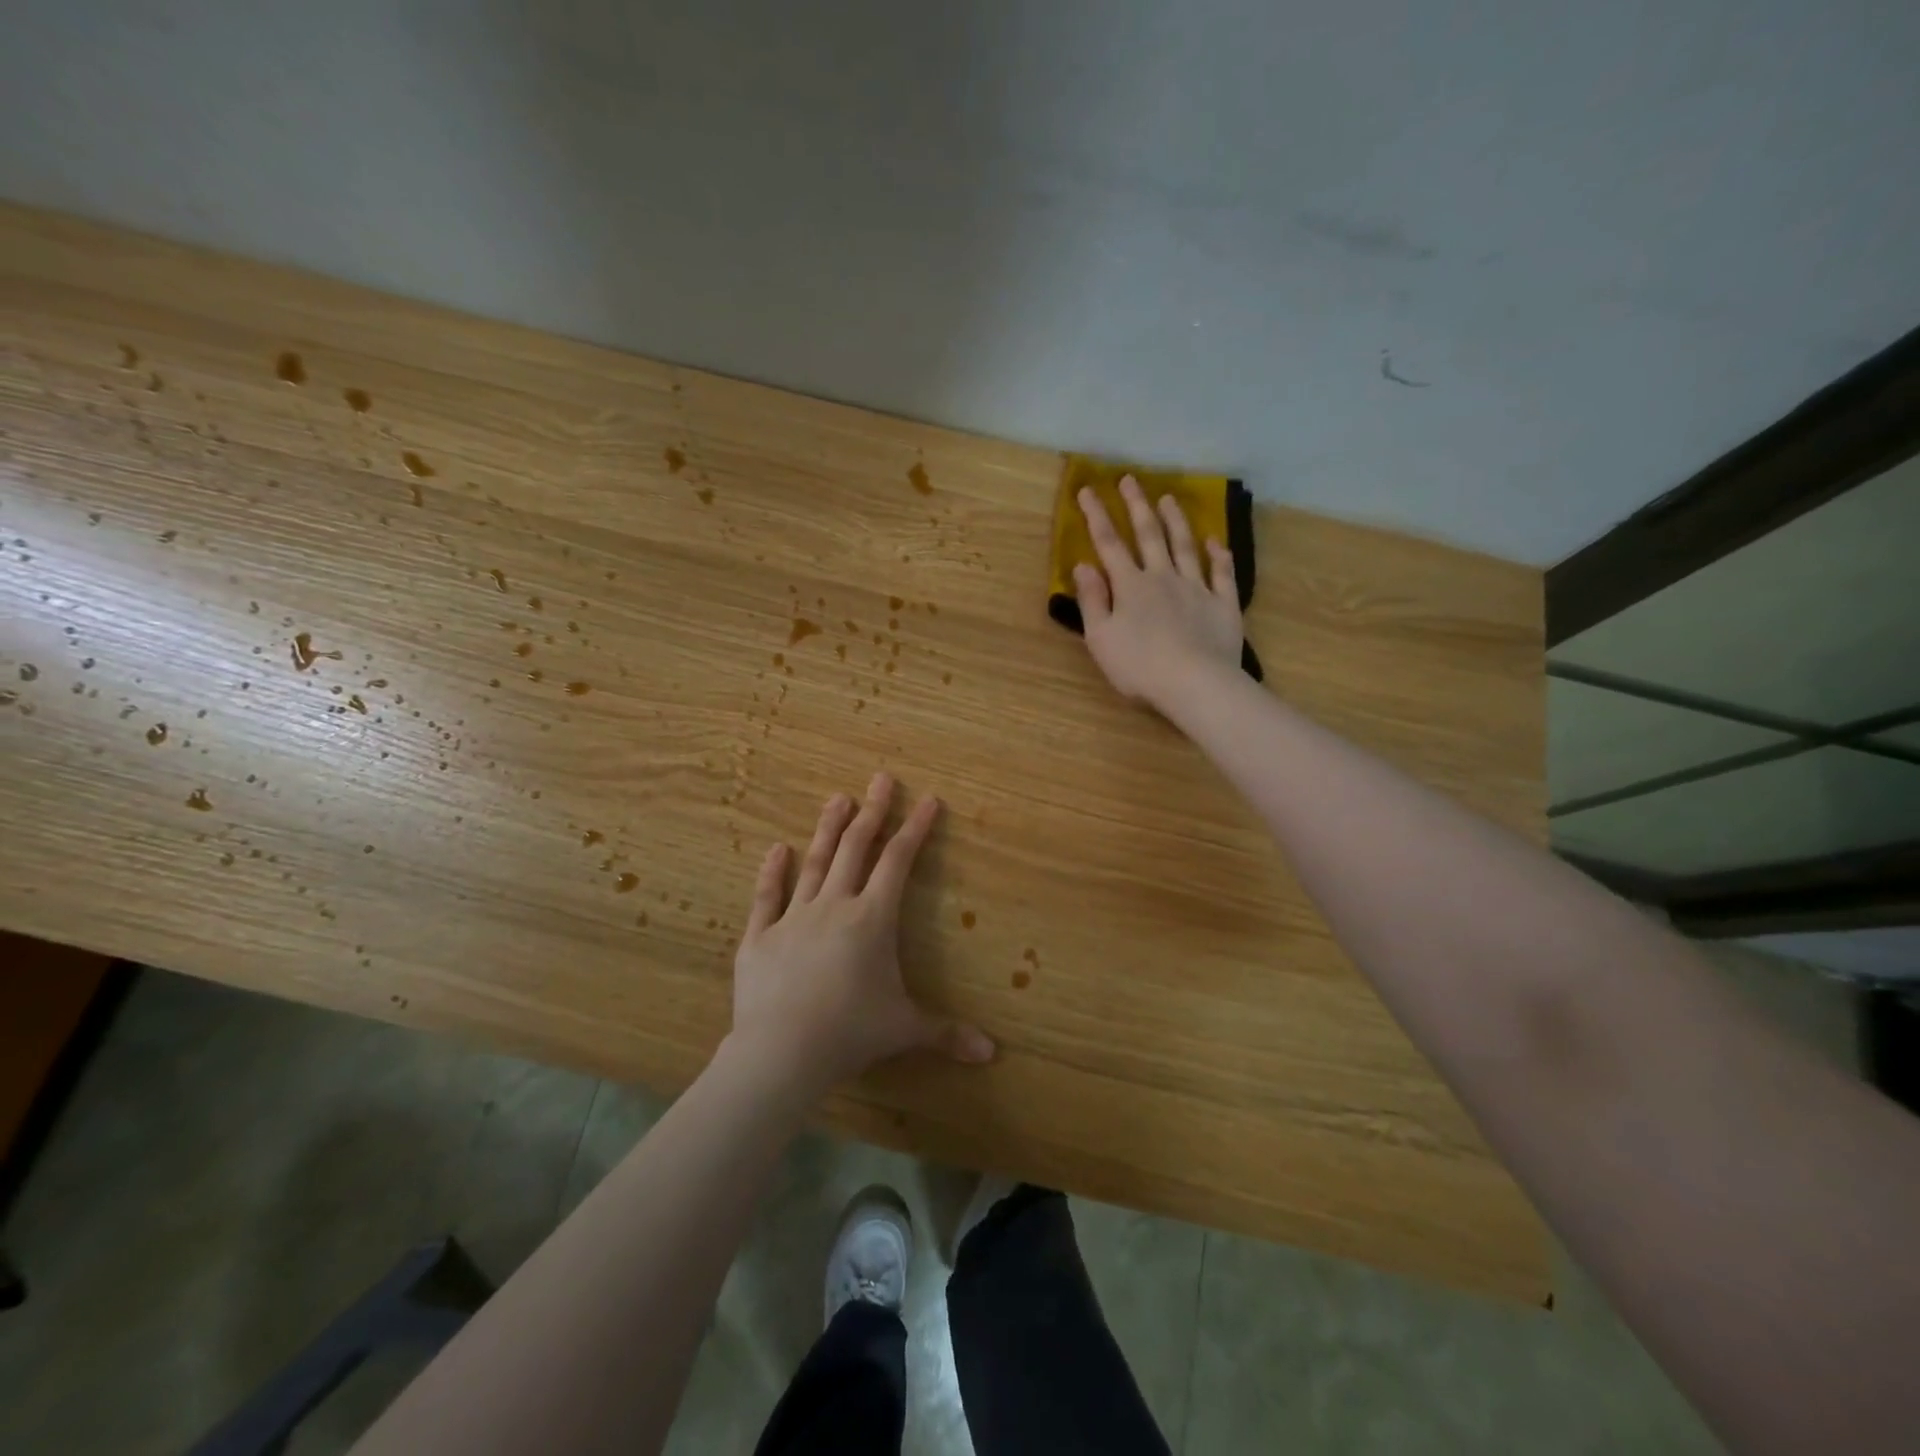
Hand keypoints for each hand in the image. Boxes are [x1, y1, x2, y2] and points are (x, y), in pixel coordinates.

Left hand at [727, 773, 994, 1093]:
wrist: (781, 1052)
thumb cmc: (850, 1034)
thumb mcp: (904, 1030)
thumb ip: (946, 1033)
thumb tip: (991, 1054)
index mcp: (872, 919)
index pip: (898, 862)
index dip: (915, 829)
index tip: (927, 799)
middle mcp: (834, 906)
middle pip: (856, 849)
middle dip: (873, 812)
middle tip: (881, 778)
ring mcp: (794, 918)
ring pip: (815, 863)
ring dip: (828, 829)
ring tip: (837, 798)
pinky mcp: (760, 937)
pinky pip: (767, 897)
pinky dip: (772, 872)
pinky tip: (776, 849)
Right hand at [1074, 475, 1243, 710]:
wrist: (1194, 684)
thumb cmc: (1138, 666)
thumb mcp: (1100, 638)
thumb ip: (1092, 600)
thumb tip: (1083, 565)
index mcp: (1130, 586)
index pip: (1108, 544)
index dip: (1096, 516)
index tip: (1087, 490)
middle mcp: (1163, 577)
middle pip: (1148, 535)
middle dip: (1136, 505)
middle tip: (1130, 479)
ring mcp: (1196, 588)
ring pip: (1185, 546)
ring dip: (1176, 521)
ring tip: (1169, 499)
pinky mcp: (1223, 604)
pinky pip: (1222, 573)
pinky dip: (1219, 554)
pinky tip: (1216, 541)